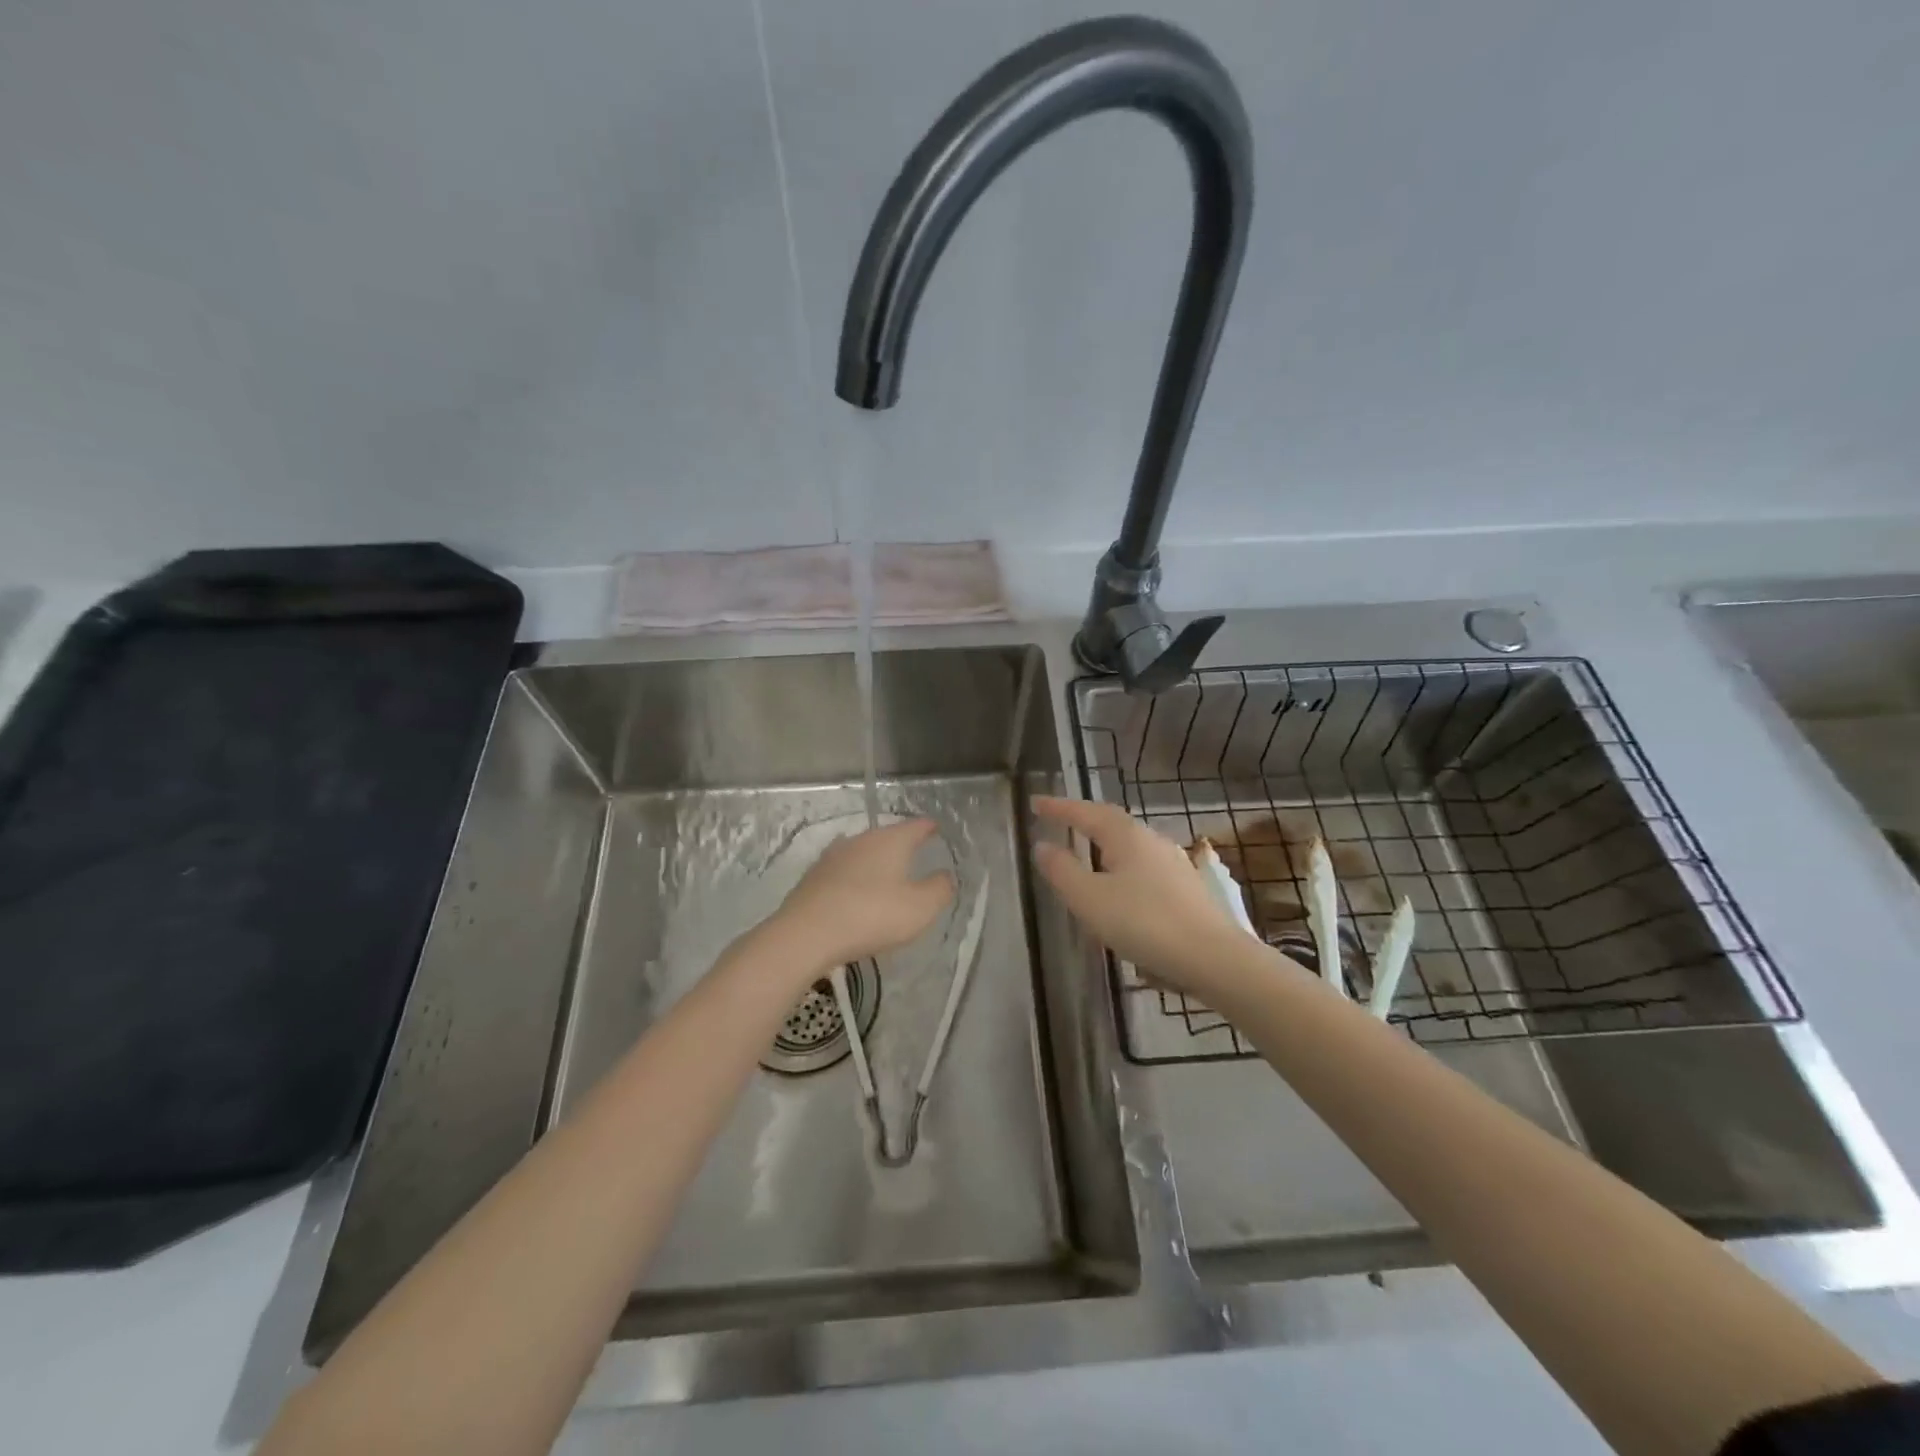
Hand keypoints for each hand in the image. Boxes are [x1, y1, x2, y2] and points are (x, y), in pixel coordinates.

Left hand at [774, 818, 955, 970]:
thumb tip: (945, 876)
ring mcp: (833, 856)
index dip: (929, 828)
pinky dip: (854, 879)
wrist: (806, 934)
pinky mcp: (813, 877)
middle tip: (915, 856)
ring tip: (885, 877)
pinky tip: (855, 894)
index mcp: (890, 840)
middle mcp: (861, 840)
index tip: (936, 829)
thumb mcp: (920, 908)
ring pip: (863, 853)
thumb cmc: (871, 916)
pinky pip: (843, 872)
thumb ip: (939, 889)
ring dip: (875, 863)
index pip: (916, 826)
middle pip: (887, 836)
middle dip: (901, 845)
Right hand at [1032, 796, 1245, 995]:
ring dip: (1103, 843)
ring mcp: (1173, 863)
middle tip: (1059, 819)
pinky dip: (1121, 865)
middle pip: (1111, 822)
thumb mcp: (1089, 899)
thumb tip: (1043, 846)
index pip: (1085, 812)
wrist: (1213, 957)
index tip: (1035, 803)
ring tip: (1085, 850)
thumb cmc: (1144, 923)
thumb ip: (1062, 870)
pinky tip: (1120, 885)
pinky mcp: (1185, 888)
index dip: (1058, 807)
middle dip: (1083, 819)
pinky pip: (1142, 865)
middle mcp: (1151, 840)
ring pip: (1129, 844)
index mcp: (1125, 836)